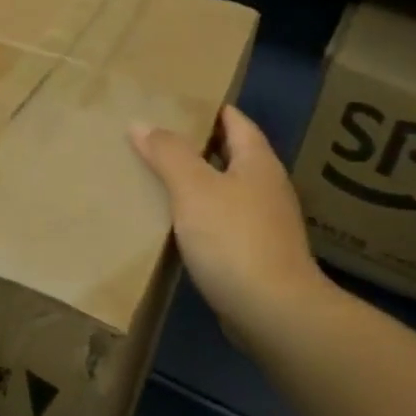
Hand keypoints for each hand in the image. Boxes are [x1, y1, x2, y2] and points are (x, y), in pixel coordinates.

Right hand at [130, 106, 328, 333]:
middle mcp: (267, 186)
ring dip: (197, 182)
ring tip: (157, 176)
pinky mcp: (256, 254)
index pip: (235, 120)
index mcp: (258, 161)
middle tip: (155, 138)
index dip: (207, 109)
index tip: (174, 103)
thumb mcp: (194, 188)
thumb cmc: (234, 238)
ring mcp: (265, 223)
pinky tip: (175, 223)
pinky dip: (201, 215)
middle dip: (196, 145)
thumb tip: (141, 123)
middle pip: (230, 154)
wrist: (274, 312)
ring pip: (225, 190)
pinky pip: (223, 222)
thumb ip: (168, 153)